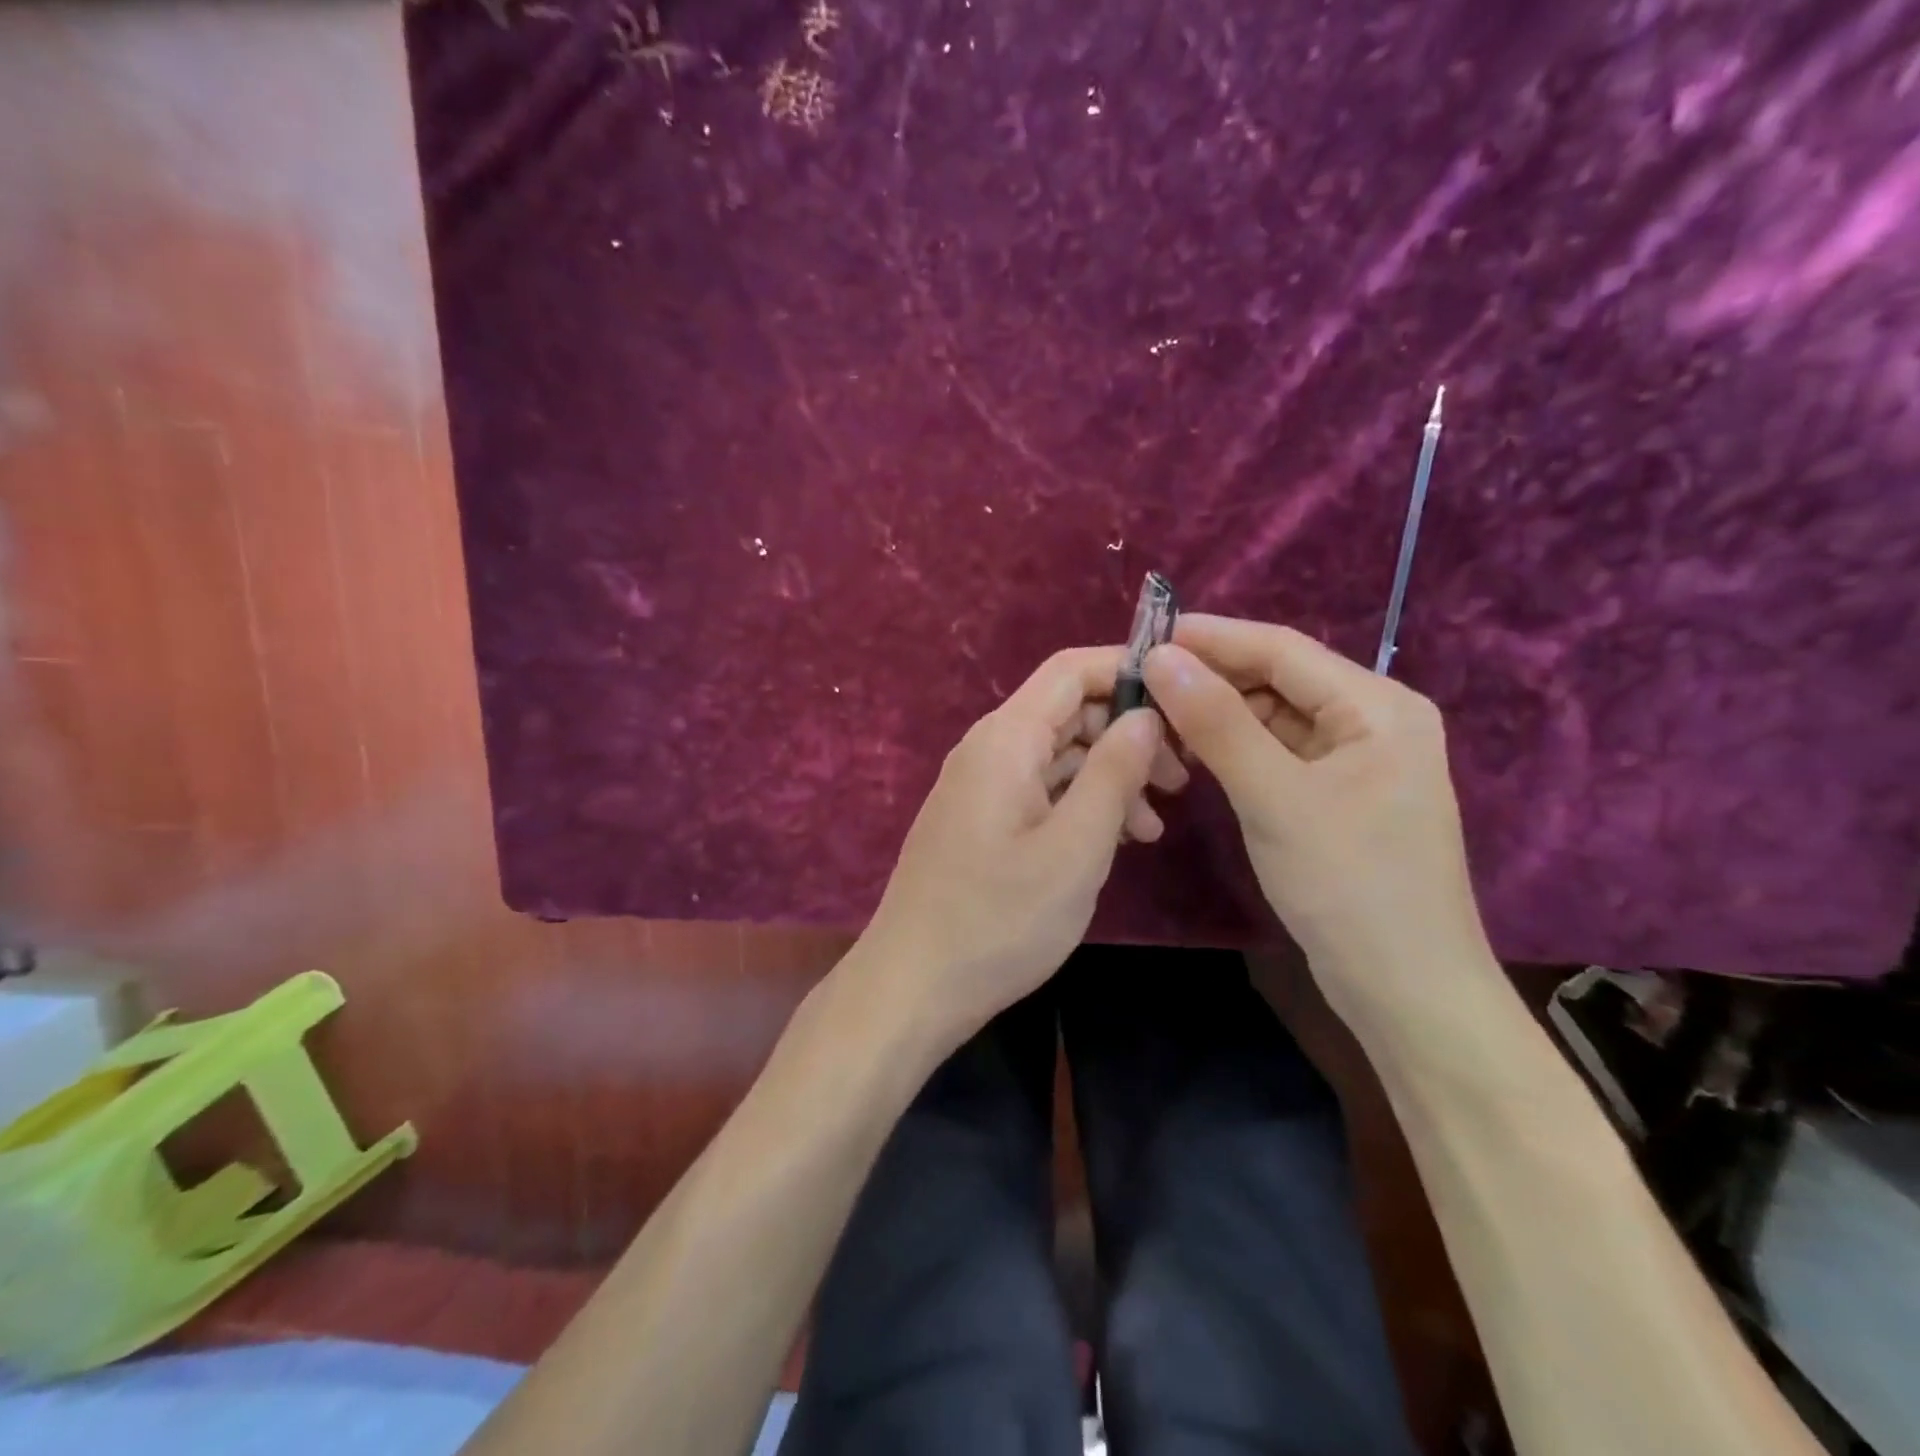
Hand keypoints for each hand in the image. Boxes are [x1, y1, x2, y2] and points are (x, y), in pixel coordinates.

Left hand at [862, 646, 1186, 1044]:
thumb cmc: (999, 919)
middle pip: (1069, 712)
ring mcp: (982, 786)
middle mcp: (989, 749)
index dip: (1129, 670)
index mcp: (1006, 739)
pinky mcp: (982, 820)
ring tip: (1154, 827)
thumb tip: (1146, 715)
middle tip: (1181, 781)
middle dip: (1128, 734)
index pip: (1070, 670)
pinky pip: (1041, 791)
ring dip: (1110, 777)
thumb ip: (1113, 774)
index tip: (1185, 701)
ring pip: (1059, 755)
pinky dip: (1081, 804)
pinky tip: (1115, 841)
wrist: (914, 985)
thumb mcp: (1074, 848)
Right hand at [1143, 615, 1497, 1040]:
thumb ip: (1217, 723)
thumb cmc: (1349, 887)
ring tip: (1154, 713)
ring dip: (1218, 713)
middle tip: (1140, 679)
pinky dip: (1234, 749)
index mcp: (1378, 706)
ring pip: (1273, 717)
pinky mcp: (1337, 794)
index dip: (1212, 637)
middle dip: (1211, 677)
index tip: (1145, 634)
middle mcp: (1372, 720)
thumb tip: (1161, 657)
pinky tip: (1192, 752)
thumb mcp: (1276, 798)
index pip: (1282, 649)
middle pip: (1278, 679)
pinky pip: (1277, 753)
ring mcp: (1356, 760)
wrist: (1406, 992)